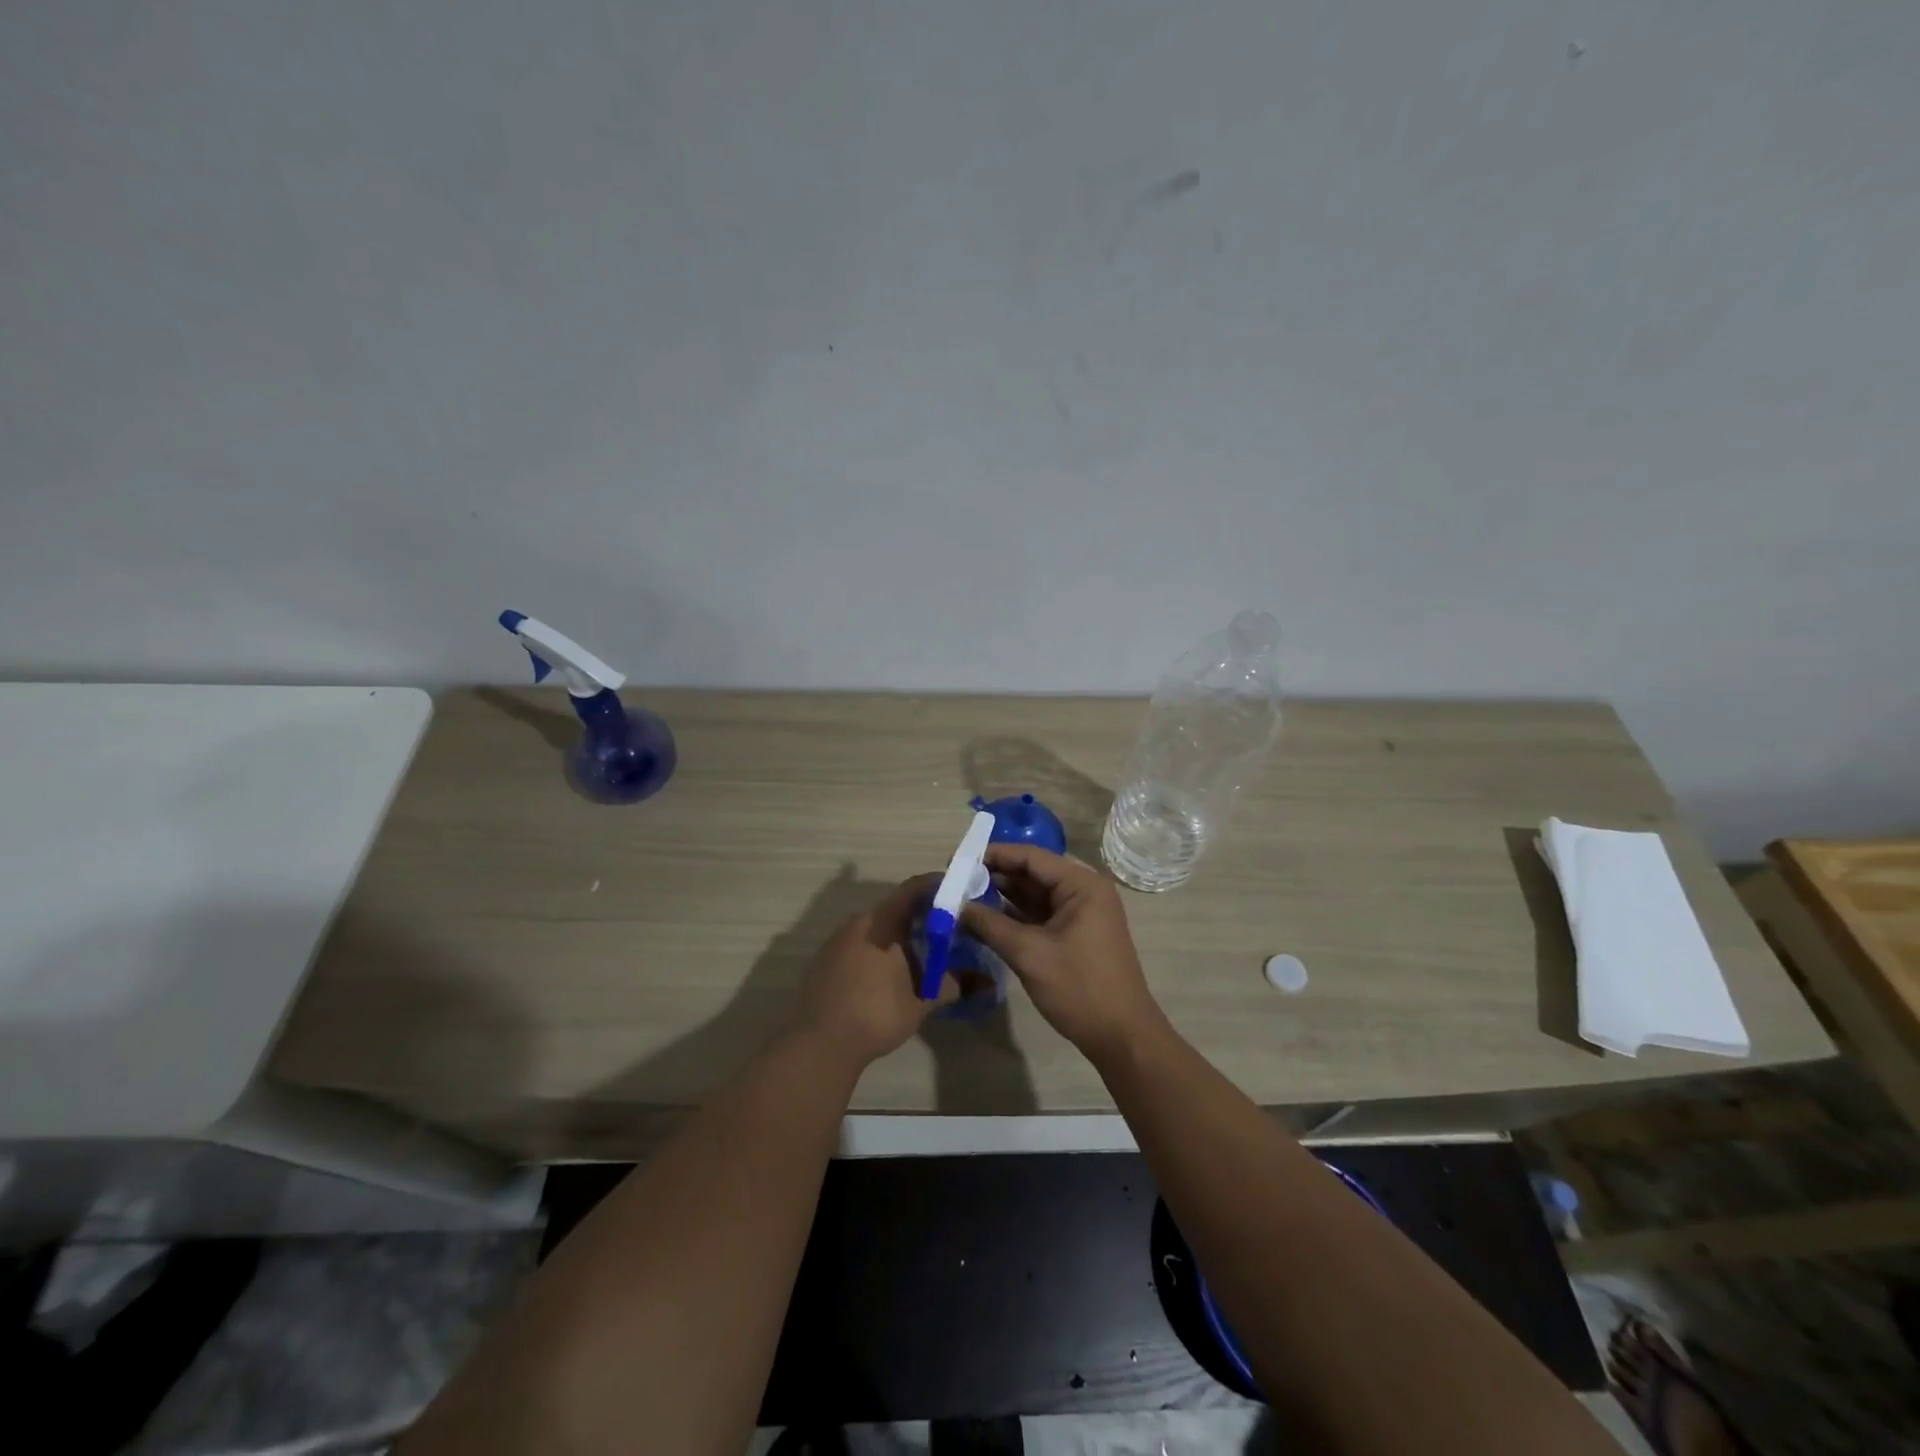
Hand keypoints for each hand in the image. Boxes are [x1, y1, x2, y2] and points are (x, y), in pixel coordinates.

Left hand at [796, 874, 957, 1067]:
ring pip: (876, 927)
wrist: (820, 1044)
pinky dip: (878, 949)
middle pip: (894, 908)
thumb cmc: (875, 1015)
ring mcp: (837, 941)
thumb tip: (973, 980)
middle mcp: (858, 923)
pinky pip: (859, 944)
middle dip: (920, 916)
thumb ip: (948, 985)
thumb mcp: (920, 1003)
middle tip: (944, 929)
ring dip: (897, 935)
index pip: (913, 889)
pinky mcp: (825, 960)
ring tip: (921, 953)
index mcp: (882, 923)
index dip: (936, 887)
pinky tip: (889, 972)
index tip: (956, 891)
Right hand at [959, 845, 1165, 1061]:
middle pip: (1032, 873)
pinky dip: (1014, 916)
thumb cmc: (1079, 988)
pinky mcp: (1075, 934)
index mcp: (1081, 885)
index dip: (994, 855)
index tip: (959, 860)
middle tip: (955, 881)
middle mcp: (1083, 890)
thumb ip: (990, 925)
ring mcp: (1080, 913)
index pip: (1031, 857)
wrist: (1121, 1036)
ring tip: (962, 897)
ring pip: (1034, 895)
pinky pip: (1040, 915)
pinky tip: (984, 919)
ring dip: (1002, 896)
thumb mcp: (1029, 954)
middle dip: (994, 876)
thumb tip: (955, 905)